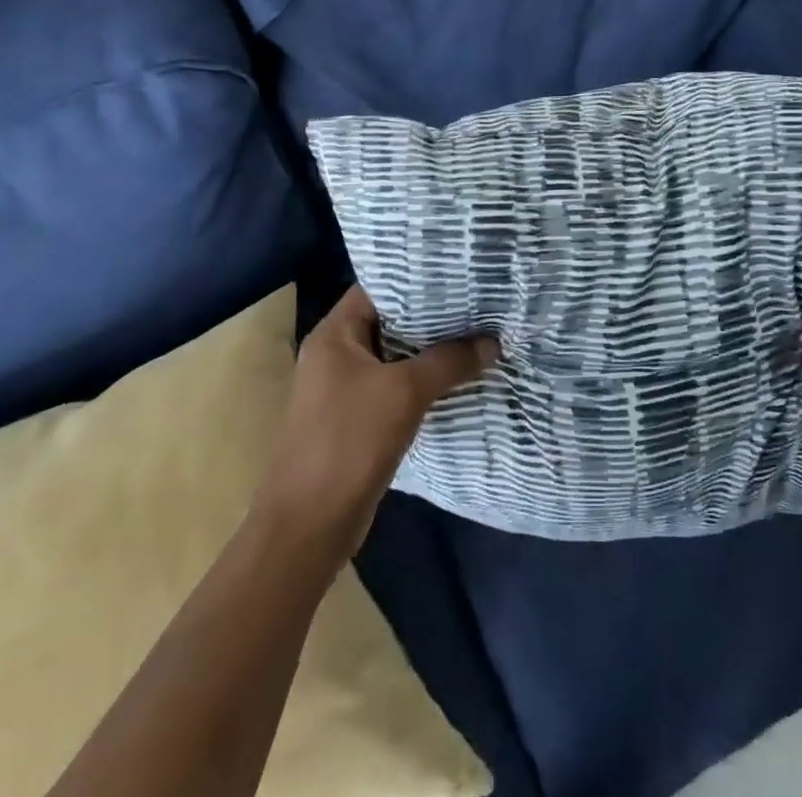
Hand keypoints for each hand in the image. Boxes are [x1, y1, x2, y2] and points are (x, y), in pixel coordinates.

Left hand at [254, 285, 497, 561]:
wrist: (309, 527)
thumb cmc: (349, 443)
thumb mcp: (404, 393)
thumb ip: (448, 361)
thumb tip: (492, 342)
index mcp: (334, 334)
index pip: (378, 287)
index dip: (417, 278)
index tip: (459, 273)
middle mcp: (336, 353)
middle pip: (390, 320)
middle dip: (433, 315)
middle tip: (477, 303)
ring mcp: (344, 387)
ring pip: (395, 355)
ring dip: (431, 351)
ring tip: (476, 334)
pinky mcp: (356, 418)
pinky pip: (395, 385)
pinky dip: (422, 380)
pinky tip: (457, 378)